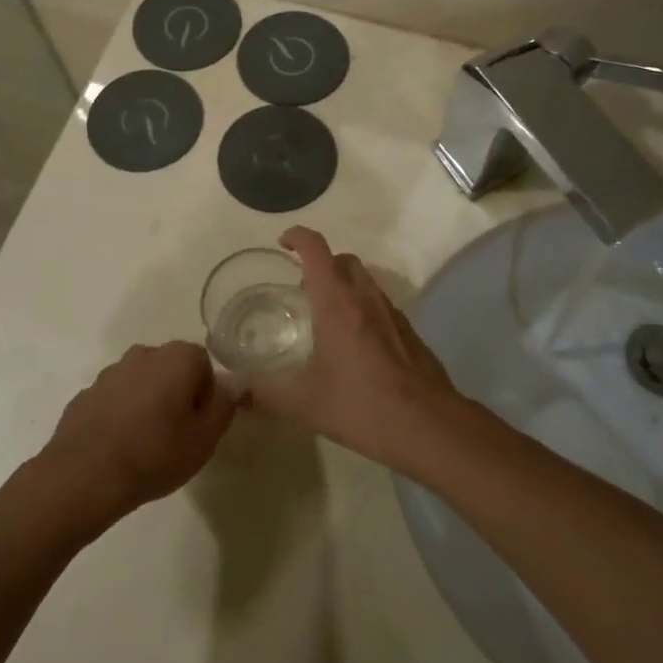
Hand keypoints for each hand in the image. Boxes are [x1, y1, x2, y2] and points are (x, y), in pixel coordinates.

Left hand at [41, 342, 235, 524]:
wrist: (84, 477)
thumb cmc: (155, 454)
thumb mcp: (205, 438)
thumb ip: (225, 405)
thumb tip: (235, 382)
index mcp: (176, 358)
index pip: (203, 363)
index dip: (206, 394)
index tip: (200, 424)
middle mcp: (143, 354)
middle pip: (170, 369)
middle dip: (176, 394)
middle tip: (177, 434)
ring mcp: (109, 373)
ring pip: (140, 382)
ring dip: (147, 403)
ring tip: (145, 444)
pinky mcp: (85, 395)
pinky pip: (114, 399)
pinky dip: (120, 415)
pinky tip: (118, 447)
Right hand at [246, 227, 459, 473]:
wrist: (429, 425)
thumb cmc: (361, 405)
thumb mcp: (303, 404)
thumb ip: (263, 393)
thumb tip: (233, 389)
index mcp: (337, 301)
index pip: (316, 249)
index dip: (297, 237)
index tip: (283, 243)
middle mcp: (366, 297)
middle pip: (343, 260)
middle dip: (321, 263)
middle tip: (302, 289)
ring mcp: (392, 313)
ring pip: (365, 281)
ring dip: (343, 286)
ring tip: (325, 319)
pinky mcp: (409, 332)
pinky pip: (380, 305)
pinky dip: (362, 309)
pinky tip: (354, 346)